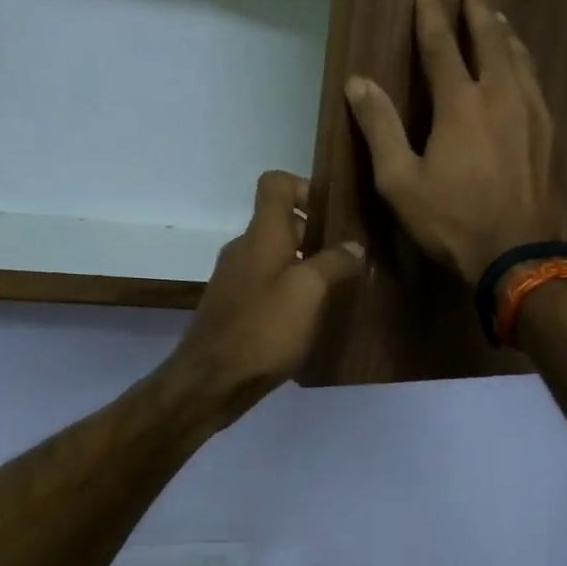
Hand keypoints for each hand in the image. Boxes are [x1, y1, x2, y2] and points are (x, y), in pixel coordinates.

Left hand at [163, 171, 364, 423]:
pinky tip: (310, 317)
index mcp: (261, 234)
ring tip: (338, 289)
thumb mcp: (309, 292)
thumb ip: (334, 262)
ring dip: (306, 265)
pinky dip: (290, 291)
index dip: (305, 187)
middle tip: (350, 257)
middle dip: (316, 233)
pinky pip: (267, 284)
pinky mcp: (234, 307)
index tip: (333, 213)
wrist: (211, 382)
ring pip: (276, 256)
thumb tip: (354, 245)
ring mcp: (236, 279)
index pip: (275, 183)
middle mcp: (244, 249)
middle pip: (281, 222)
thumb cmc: (263, 329)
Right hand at [345, 0, 566, 284]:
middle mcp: (501, 95)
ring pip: (520, 59)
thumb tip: (358, 83)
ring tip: (499, 18)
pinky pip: (537, 83)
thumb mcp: (400, 182)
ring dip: (506, 34)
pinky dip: (525, 64)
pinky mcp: (551, 134)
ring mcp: (533, 113)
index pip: (442, 47)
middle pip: (491, 40)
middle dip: (480, 10)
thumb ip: (380, 128)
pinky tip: (523, 68)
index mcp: (460, 104)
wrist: (521, 255)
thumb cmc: (453, 221)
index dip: (431, 16)